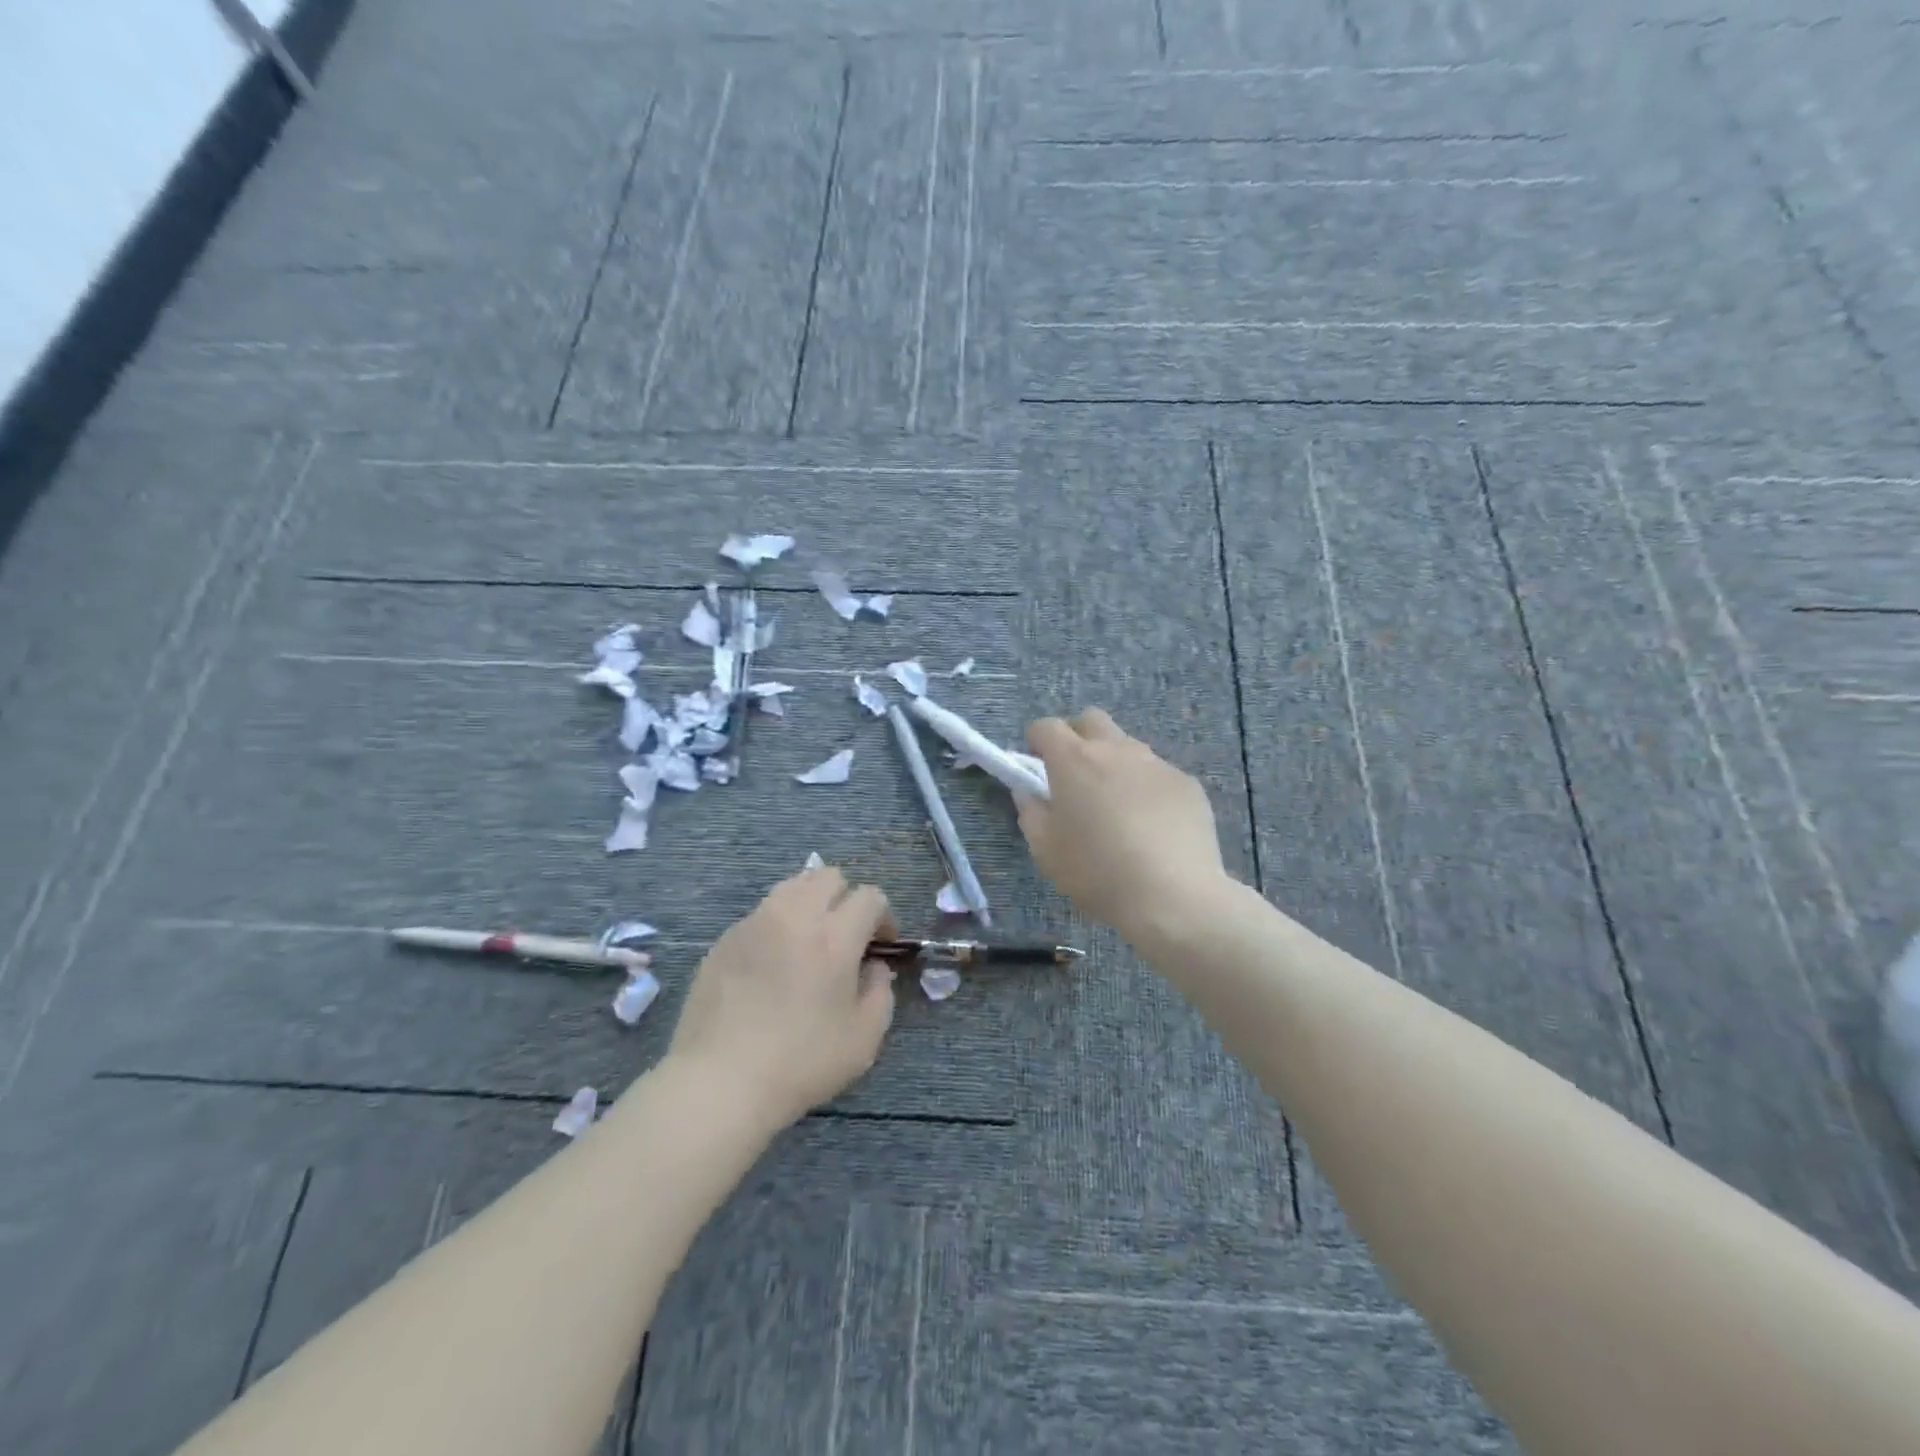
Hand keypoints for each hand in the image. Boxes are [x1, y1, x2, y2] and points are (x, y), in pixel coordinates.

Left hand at [666, 866, 896, 1127]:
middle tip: (846, 937)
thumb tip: (873, 967)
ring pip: (792, 886)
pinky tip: (772, 964)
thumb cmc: (801, 1063)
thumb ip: (881, 991)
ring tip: (809, 941)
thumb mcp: (864, 1038)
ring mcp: (755, 923)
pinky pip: (761, 913)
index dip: (883, 917)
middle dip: (846, 899)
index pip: (869, 897)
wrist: (719, 1082)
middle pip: (830, 877)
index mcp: (834, 936)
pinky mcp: (725, 938)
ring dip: (811, 903)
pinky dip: (778, 925)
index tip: (881, 946)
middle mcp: (795, 916)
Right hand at [1017, 709, 1228, 938]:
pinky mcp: (1187, 784)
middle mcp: (1116, 749)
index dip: (1036, 742)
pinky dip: (1147, 789)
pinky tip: (1152, 827)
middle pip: (1091, 720)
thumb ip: (1031, 812)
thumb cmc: (1097, 872)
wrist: (1172, 895)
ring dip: (1115, 764)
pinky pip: (1158, 775)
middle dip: (1077, 737)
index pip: (1046, 727)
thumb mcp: (1046, 850)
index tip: (1036, 767)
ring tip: (1117, 808)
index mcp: (1074, 760)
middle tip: (1075, 776)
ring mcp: (1156, 763)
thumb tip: (1028, 791)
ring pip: (1128, 747)